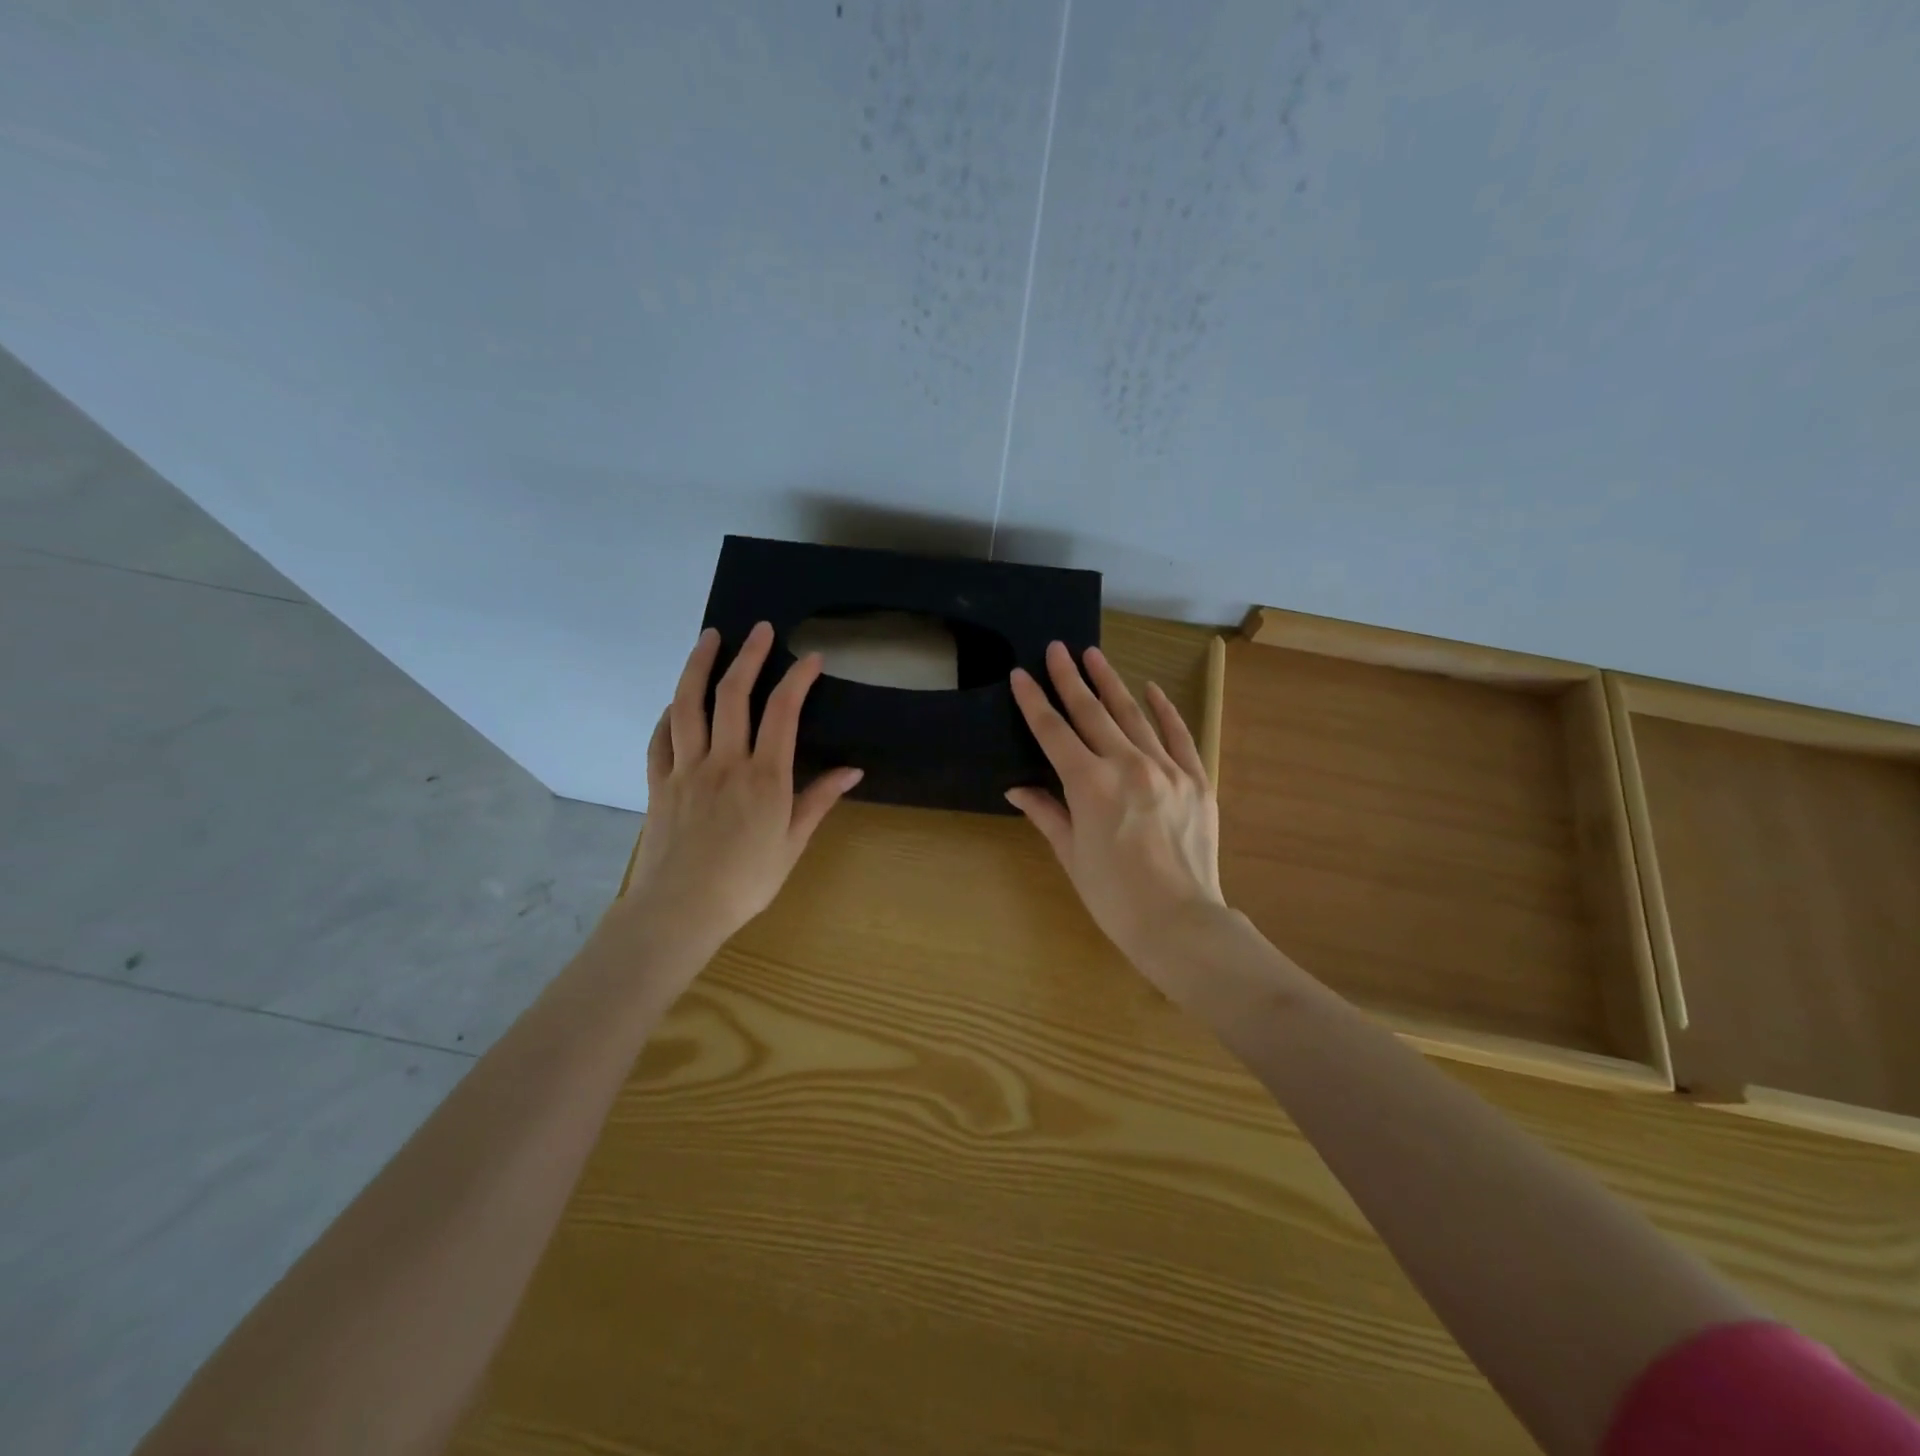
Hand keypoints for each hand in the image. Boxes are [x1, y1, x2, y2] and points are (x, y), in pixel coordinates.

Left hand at [613, 622, 862, 961]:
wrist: (680, 910)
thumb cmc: (746, 881)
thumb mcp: (792, 843)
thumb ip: (819, 800)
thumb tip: (853, 770)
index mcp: (764, 776)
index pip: (782, 712)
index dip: (797, 679)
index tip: (811, 658)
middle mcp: (724, 761)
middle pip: (733, 695)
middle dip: (749, 656)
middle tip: (760, 628)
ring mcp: (686, 768)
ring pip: (688, 705)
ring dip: (699, 666)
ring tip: (709, 638)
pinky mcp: (660, 782)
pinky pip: (660, 737)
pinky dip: (669, 712)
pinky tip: (676, 701)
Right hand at [1006, 642, 1225, 989]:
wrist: (1179, 922)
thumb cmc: (1113, 896)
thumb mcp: (1070, 855)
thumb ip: (1046, 813)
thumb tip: (1017, 789)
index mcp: (1089, 785)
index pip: (1053, 732)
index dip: (1034, 702)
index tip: (1020, 674)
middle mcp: (1127, 765)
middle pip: (1092, 712)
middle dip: (1070, 678)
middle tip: (1057, 648)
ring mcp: (1167, 768)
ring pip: (1133, 715)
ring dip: (1111, 683)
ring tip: (1094, 655)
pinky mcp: (1196, 779)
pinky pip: (1178, 735)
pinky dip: (1164, 710)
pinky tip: (1151, 689)